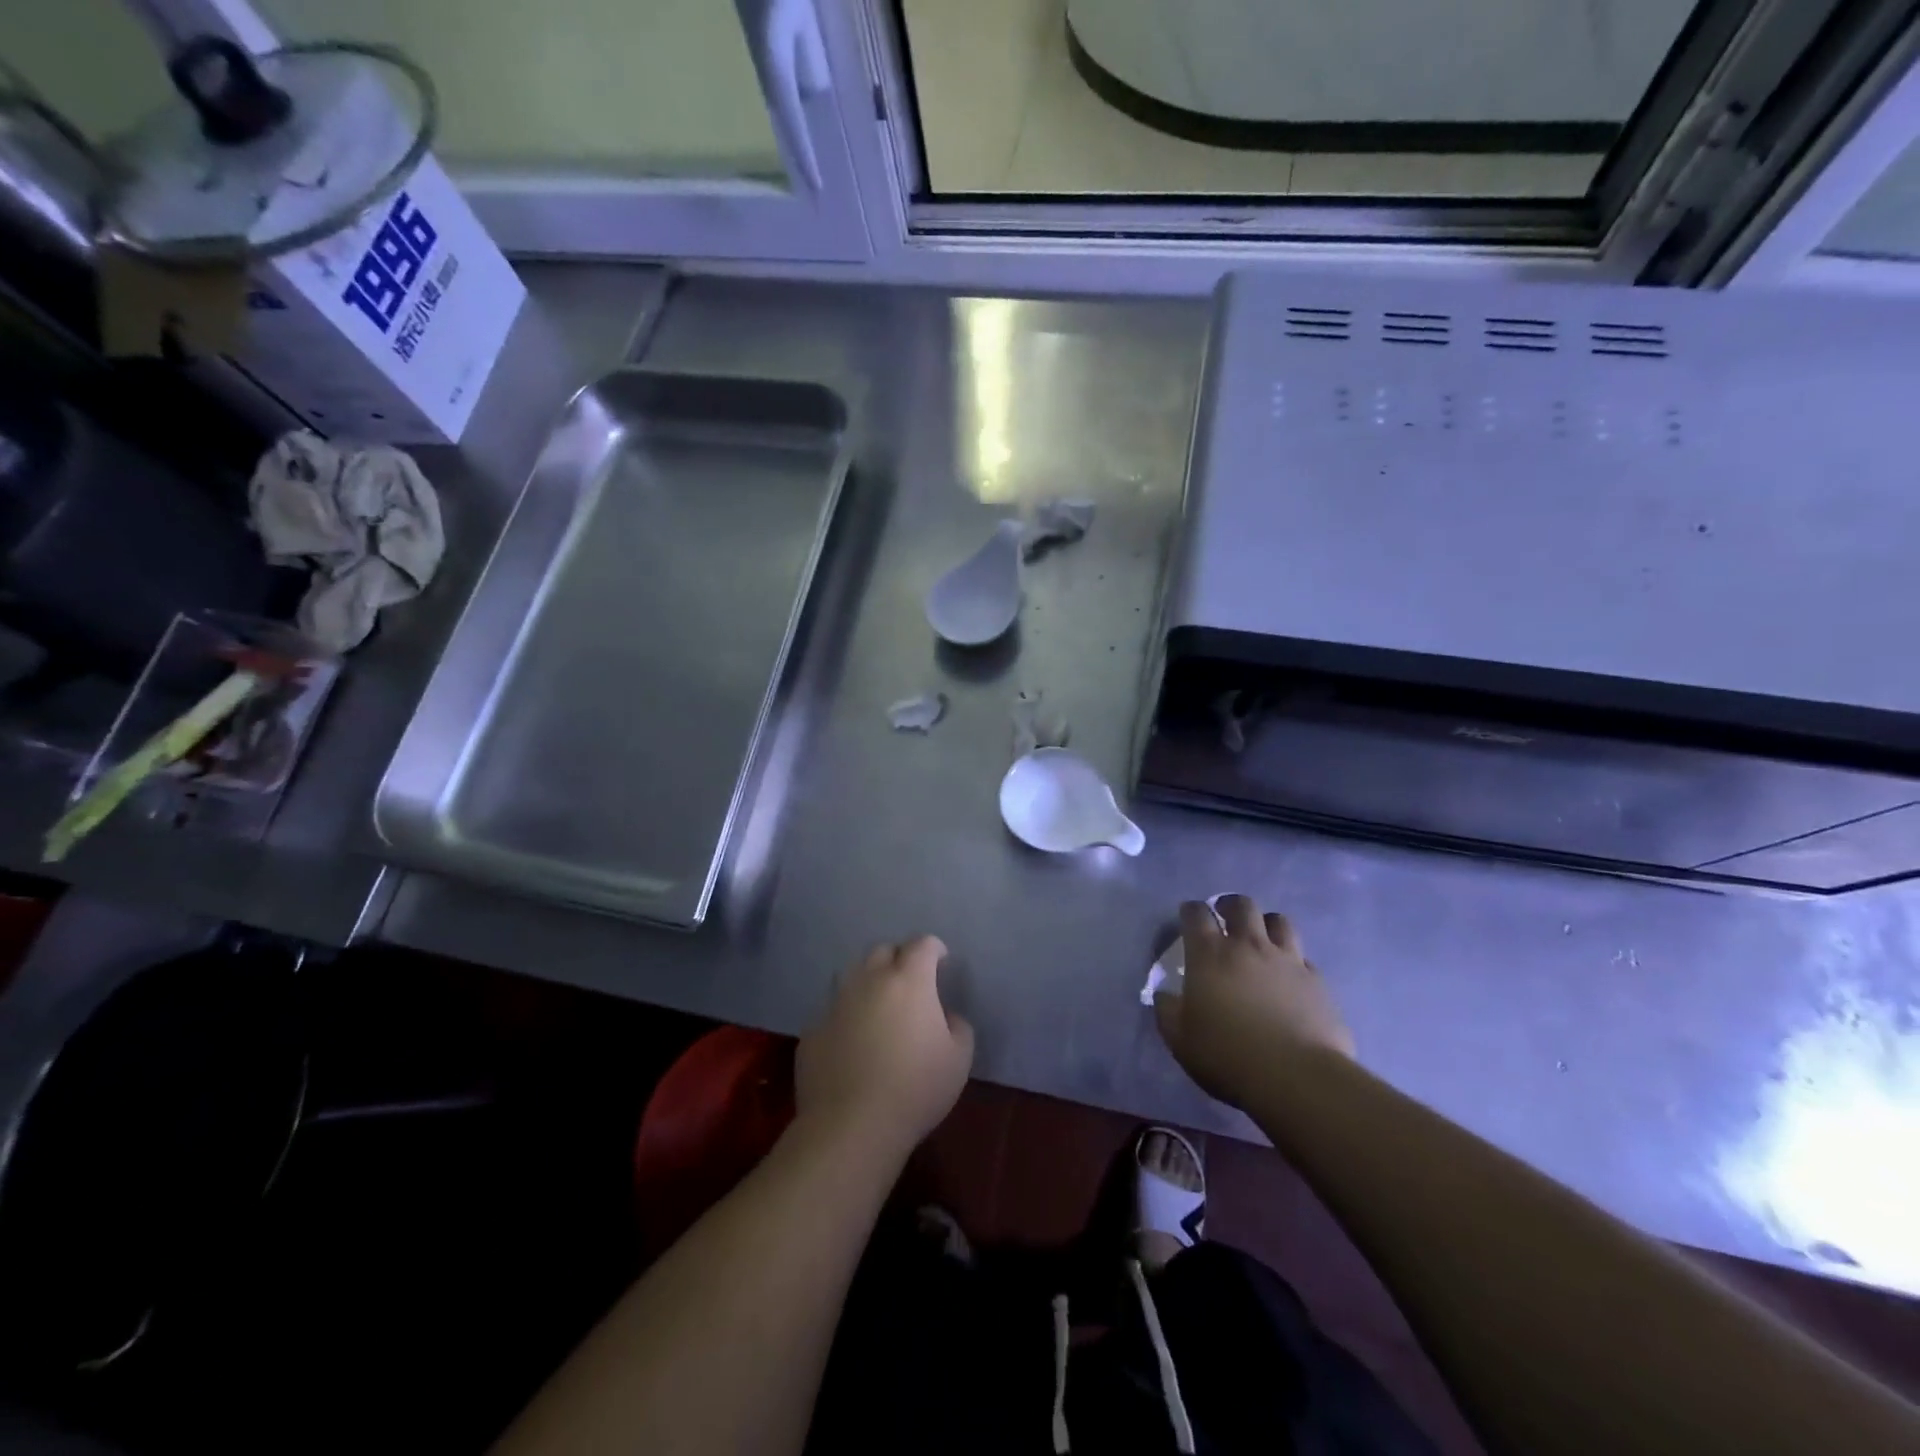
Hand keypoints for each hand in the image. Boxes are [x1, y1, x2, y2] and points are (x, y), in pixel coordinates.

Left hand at [796, 936, 974, 1156]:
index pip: (922, 944)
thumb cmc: (915, 1089)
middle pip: (883, 950)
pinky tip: (851, 1039)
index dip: (934, 948)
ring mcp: (836, 1002)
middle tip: (909, 982)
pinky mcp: (813, 1028)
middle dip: (898, 958)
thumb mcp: (959, 1060)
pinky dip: (845, 1015)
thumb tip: (946, 1016)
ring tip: (878, 1005)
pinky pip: (832, 1010)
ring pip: (852, 975)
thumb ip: (958, 1026)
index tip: (940, 961)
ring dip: (868, 982)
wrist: (851, 1126)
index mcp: (909, 980)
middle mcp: (869, 980)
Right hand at [1154, 895, 1354, 1105]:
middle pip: (1242, 905)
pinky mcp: (1317, 982)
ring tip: (1261, 938)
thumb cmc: (1228, 1056)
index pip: (1196, 914)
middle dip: (1230, 905)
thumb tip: (1164, 995)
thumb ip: (1168, 1011)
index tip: (1187, 917)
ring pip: (1280, 922)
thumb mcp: (1180, 1040)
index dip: (1190, 910)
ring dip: (1266, 924)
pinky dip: (1294, 962)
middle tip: (1225, 917)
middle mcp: (1249, 946)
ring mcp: (1287, 961)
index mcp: (1210, 955)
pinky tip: (1290, 978)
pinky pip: (1304, 959)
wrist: (1297, 1078)